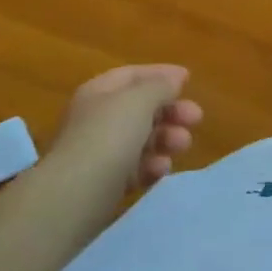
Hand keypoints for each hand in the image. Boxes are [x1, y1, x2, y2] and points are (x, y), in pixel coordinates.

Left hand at [51, 64, 202, 194]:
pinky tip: (161, 169)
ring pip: (141, 139)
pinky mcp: (104, 183)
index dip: (161, 74)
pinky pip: (135, 168)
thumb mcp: (139, 101)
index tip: (189, 80)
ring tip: (183, 145)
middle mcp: (97, 119)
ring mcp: (99, 152)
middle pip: (140, 109)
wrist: (74, 196)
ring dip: (166, 138)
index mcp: (99, 92)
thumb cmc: (108, 137)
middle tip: (196, 118)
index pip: (132, 75)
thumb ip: (161, 86)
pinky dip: (151, 166)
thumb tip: (175, 77)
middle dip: (170, 111)